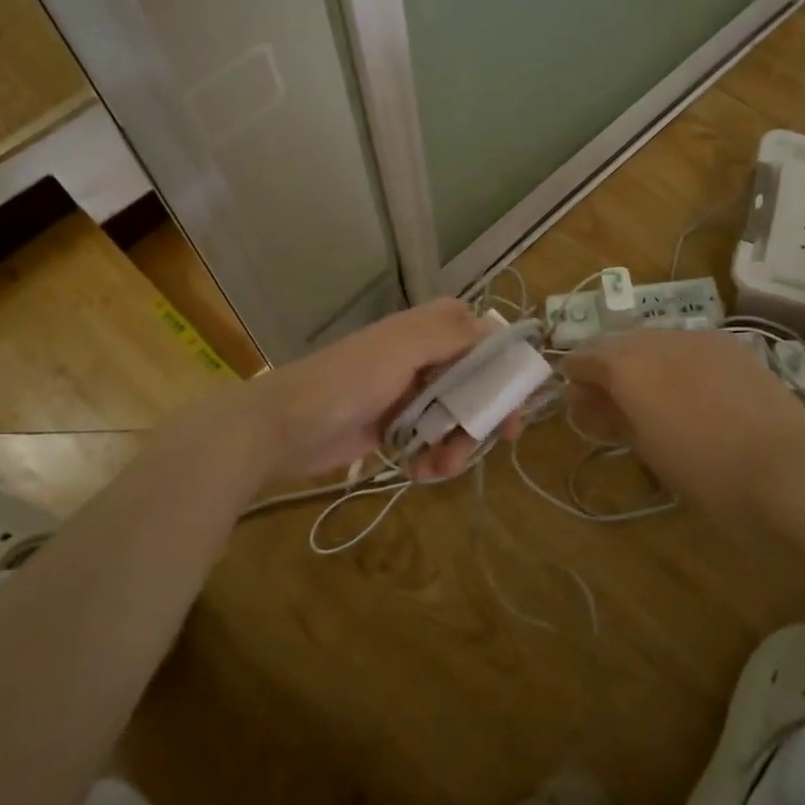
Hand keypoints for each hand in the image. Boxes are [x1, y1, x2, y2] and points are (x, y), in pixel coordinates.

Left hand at [255, 298, 503, 482]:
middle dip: (485, 412)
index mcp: (426, 331)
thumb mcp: (404, 348)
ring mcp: (408, 395)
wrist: (286, 426)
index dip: (503, 360)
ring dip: (458, 443)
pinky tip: (421, 472)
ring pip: (456, 416)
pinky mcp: (394, 428)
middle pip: (475, 381)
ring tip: (442, 466)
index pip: (480, 335)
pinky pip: (430, 441)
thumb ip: (454, 336)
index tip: (518, 392)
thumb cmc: (349, 380)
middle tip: (500, 439)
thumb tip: (499, 332)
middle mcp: (422, 358)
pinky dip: (433, 458)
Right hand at [563, 330, 804, 523]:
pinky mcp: (728, 344)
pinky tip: (688, 389)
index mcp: (628, 367)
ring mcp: (696, 337)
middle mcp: (657, 340)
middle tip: (610, 406)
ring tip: (651, 398)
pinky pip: (685, 344)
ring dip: (641, 362)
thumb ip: (611, 415)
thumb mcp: (648, 450)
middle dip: (607, 368)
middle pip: (617, 343)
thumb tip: (586, 398)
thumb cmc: (708, 474)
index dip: (576, 377)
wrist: (789, 469)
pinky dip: (674, 361)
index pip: (585, 358)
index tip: (577, 402)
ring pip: (652, 340)